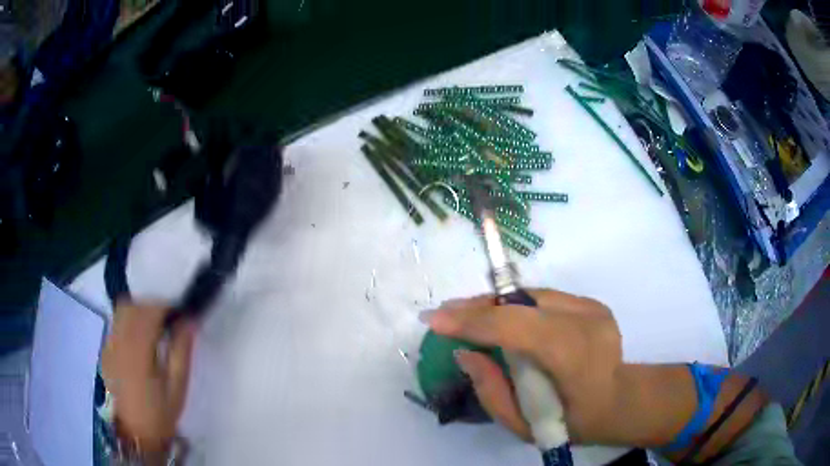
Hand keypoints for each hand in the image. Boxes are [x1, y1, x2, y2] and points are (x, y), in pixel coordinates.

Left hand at [102, 303, 196, 452]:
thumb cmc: (160, 413)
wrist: (136, 432)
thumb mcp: (177, 387)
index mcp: (138, 353)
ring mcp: (109, 346)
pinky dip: (129, 321)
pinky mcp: (105, 350)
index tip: (179, 313)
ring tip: (154, 327)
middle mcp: (119, 343)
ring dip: (139, 311)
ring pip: (121, 311)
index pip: (148, 313)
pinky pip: (116, 323)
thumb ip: (181, 351)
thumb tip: (189, 321)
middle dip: (151, 306)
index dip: (165, 306)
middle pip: (132, 307)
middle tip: (168, 320)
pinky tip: (139, 339)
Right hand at [424, 290, 622, 444]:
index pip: (517, 328)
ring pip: (531, 295)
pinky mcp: (592, 302)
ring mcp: (593, 307)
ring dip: (495, 304)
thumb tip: (464, 352)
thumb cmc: (570, 423)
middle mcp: (587, 322)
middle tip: (444, 313)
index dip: (473, 321)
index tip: (433, 319)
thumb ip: (491, 389)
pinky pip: (543, 299)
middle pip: (521, 303)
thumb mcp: (523, 425)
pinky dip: (517, 307)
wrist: (618, 401)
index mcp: (575, 357)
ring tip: (466, 314)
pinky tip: (500, 317)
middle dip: (477, 307)